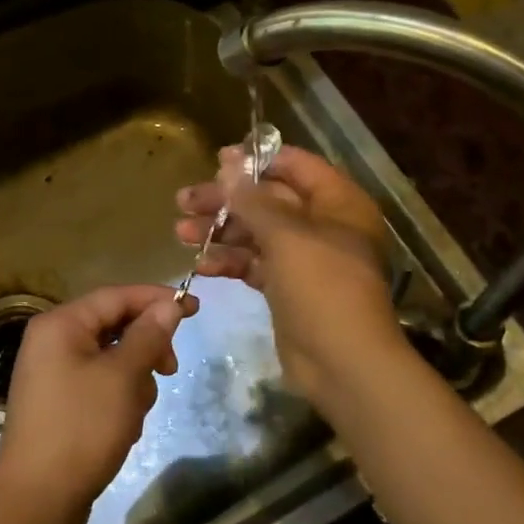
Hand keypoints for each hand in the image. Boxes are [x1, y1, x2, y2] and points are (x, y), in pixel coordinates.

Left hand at [0, 284, 196, 523]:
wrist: (36, 502)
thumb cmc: (81, 428)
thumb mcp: (122, 377)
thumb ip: (148, 335)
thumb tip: (168, 305)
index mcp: (61, 324)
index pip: (117, 296)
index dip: (157, 299)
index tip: (195, 309)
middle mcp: (53, 342)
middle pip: (114, 326)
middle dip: (146, 348)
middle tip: (171, 369)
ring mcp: (54, 375)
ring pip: (112, 360)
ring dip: (134, 380)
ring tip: (134, 412)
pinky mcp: (61, 405)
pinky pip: (101, 386)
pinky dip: (119, 400)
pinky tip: (123, 428)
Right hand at [175, 144, 402, 406]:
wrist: (343, 364)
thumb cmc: (322, 286)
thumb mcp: (286, 235)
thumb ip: (253, 199)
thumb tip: (228, 164)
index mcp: (338, 202)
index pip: (296, 166)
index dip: (257, 160)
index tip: (217, 160)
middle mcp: (323, 225)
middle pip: (269, 200)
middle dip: (226, 200)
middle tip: (184, 200)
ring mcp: (305, 259)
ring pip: (257, 233)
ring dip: (220, 231)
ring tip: (180, 231)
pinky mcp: (288, 289)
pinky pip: (255, 265)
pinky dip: (230, 262)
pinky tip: (200, 265)